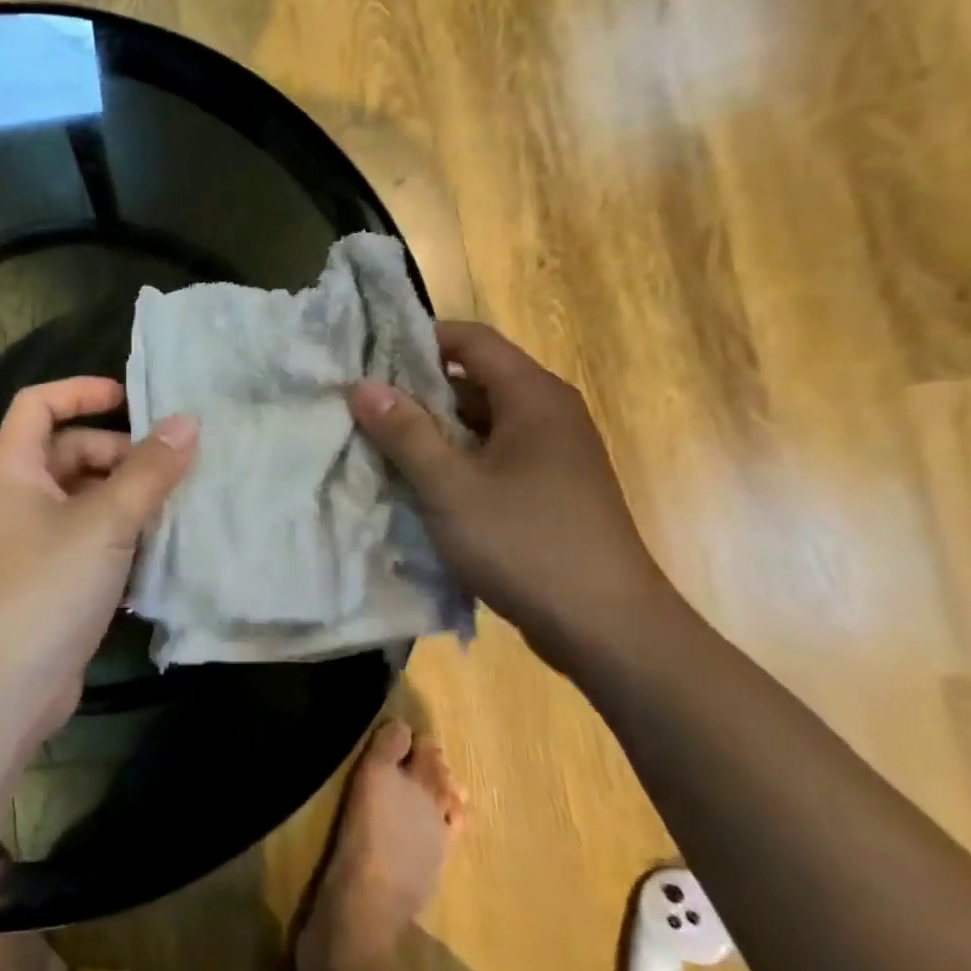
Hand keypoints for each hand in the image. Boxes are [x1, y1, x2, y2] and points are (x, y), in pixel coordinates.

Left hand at [0, 377, 197, 738]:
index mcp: (13, 469)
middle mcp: (17, 496)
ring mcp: (32, 539)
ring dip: (127, 494)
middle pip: (69, 450)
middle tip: (170, 467)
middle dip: (119, 452)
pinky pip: (89, 533)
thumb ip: (149, 471)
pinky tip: (160, 544)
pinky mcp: (50, 575)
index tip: (131, 398)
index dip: (81, 391)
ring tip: (175, 503)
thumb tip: (188, 422)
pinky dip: (120, 530)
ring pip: (84, 495)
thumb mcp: (106, 522)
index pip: (38, 404)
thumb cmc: (48, 587)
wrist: (7, 688)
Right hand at [349, 322, 677, 668]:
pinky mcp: (549, 490)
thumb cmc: (527, 544)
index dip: (419, 340)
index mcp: (533, 397)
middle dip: (417, 389)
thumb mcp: (451, 487)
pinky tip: (418, 482)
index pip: (471, 340)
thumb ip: (405, 432)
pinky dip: (455, 460)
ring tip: (378, 442)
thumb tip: (361, 385)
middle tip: (362, 403)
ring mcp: (553, 455)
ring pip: (481, 422)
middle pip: (474, 379)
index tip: (368, 357)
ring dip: (433, 430)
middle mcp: (549, 414)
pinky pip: (492, 456)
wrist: (609, 630)